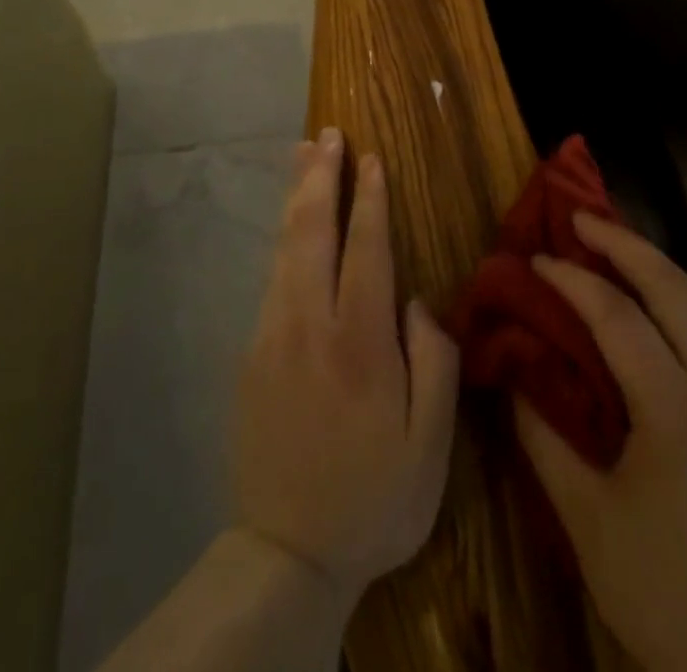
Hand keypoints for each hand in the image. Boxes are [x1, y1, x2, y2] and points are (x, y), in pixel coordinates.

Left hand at [232, 127, 460, 607]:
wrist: (287, 553)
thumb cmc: (374, 498)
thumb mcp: (432, 446)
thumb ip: (434, 362)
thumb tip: (416, 302)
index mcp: (360, 343)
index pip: (365, 248)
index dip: (369, 198)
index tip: (371, 158)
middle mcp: (310, 324)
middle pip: (312, 231)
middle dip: (321, 175)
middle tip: (328, 133)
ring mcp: (273, 334)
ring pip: (284, 246)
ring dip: (297, 194)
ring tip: (304, 153)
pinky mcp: (252, 352)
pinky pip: (273, 275)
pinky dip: (285, 235)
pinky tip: (293, 222)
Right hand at [515, 213, 686, 671]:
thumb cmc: (663, 594)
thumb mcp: (587, 520)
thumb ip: (544, 437)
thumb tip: (515, 375)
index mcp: (679, 414)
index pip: (619, 318)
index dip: (573, 280)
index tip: (536, 258)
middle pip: (677, 289)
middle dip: (626, 243)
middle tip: (580, 218)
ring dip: (650, 268)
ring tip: (606, 248)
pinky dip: (668, 306)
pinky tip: (639, 312)